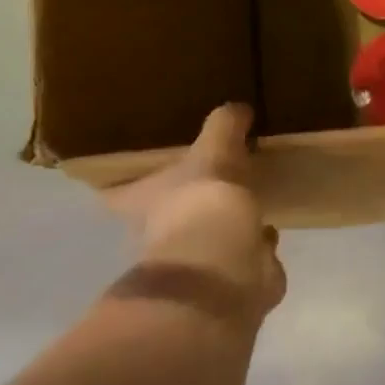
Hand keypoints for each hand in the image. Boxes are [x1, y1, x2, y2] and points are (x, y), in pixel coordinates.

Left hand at [105, 105, 285, 317]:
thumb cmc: (203, 200)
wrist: (225, 264)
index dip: (120, 184)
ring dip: (219, 223)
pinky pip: (242, 253)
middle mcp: (158, 234)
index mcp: (142, 202)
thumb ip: (224, 126)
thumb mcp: (215, 148)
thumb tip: (236, 108)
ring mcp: (194, 259)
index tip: (126, 173)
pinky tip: (267, 228)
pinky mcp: (229, 276)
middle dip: (181, 202)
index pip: (117, 192)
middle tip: (202, 180)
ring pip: (203, 236)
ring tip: (241, 200)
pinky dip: (253, 243)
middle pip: (162, 215)